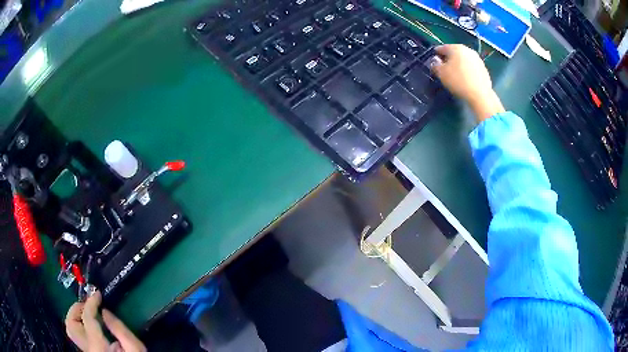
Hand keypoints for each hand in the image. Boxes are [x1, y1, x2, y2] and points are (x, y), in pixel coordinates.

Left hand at [65, 291, 145, 351]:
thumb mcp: (135, 348)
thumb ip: (120, 329)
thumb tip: (104, 311)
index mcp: (99, 347)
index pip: (86, 318)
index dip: (90, 302)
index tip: (97, 294)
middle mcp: (88, 348)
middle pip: (71, 323)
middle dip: (77, 308)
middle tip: (89, 304)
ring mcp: (86, 350)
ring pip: (71, 328)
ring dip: (76, 316)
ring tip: (89, 313)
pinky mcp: (88, 350)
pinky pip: (77, 333)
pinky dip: (80, 324)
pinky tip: (91, 324)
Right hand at [430, 44, 504, 122]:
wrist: (480, 95)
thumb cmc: (458, 81)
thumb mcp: (441, 74)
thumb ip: (436, 65)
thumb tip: (436, 61)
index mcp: (456, 48)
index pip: (442, 48)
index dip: (436, 55)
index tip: (434, 62)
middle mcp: (467, 50)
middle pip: (454, 52)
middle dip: (449, 59)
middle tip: (444, 69)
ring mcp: (477, 59)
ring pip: (464, 59)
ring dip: (458, 64)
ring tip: (455, 75)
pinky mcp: (484, 68)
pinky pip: (471, 67)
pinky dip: (467, 70)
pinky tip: (465, 79)